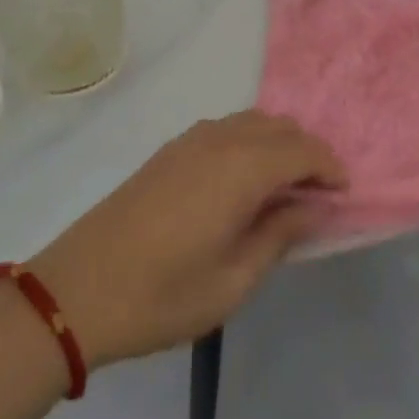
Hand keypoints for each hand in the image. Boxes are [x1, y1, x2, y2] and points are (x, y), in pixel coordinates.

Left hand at [25, 112, 345, 368]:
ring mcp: (192, 140)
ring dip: (279, 144)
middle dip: (307, 153)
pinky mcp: (171, 149)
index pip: (303, 150)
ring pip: (253, 122)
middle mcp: (221, 140)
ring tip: (284, 188)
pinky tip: (243, 180)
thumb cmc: (161, 296)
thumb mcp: (232, 282)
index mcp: (242, 169)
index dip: (329, 168)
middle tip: (317, 195)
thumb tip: (313, 207)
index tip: (343, 195)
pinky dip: (250, 142)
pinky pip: (227, 128)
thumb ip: (279, 236)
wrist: (75, 291)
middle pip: (281, 127)